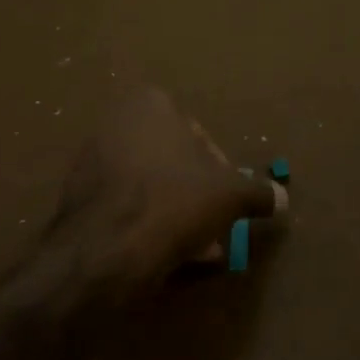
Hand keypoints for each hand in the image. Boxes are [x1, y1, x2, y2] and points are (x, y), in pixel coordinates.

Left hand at [44, 86, 286, 299]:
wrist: (107, 249)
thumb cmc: (176, 202)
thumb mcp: (232, 196)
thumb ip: (259, 192)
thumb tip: (281, 198)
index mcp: (151, 105)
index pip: (199, 136)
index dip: (220, 171)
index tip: (228, 200)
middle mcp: (116, 123)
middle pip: (173, 163)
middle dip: (196, 195)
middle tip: (214, 225)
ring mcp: (91, 160)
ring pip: (150, 187)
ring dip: (175, 213)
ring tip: (196, 248)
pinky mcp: (77, 197)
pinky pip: (125, 206)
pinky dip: (146, 224)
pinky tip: (165, 254)